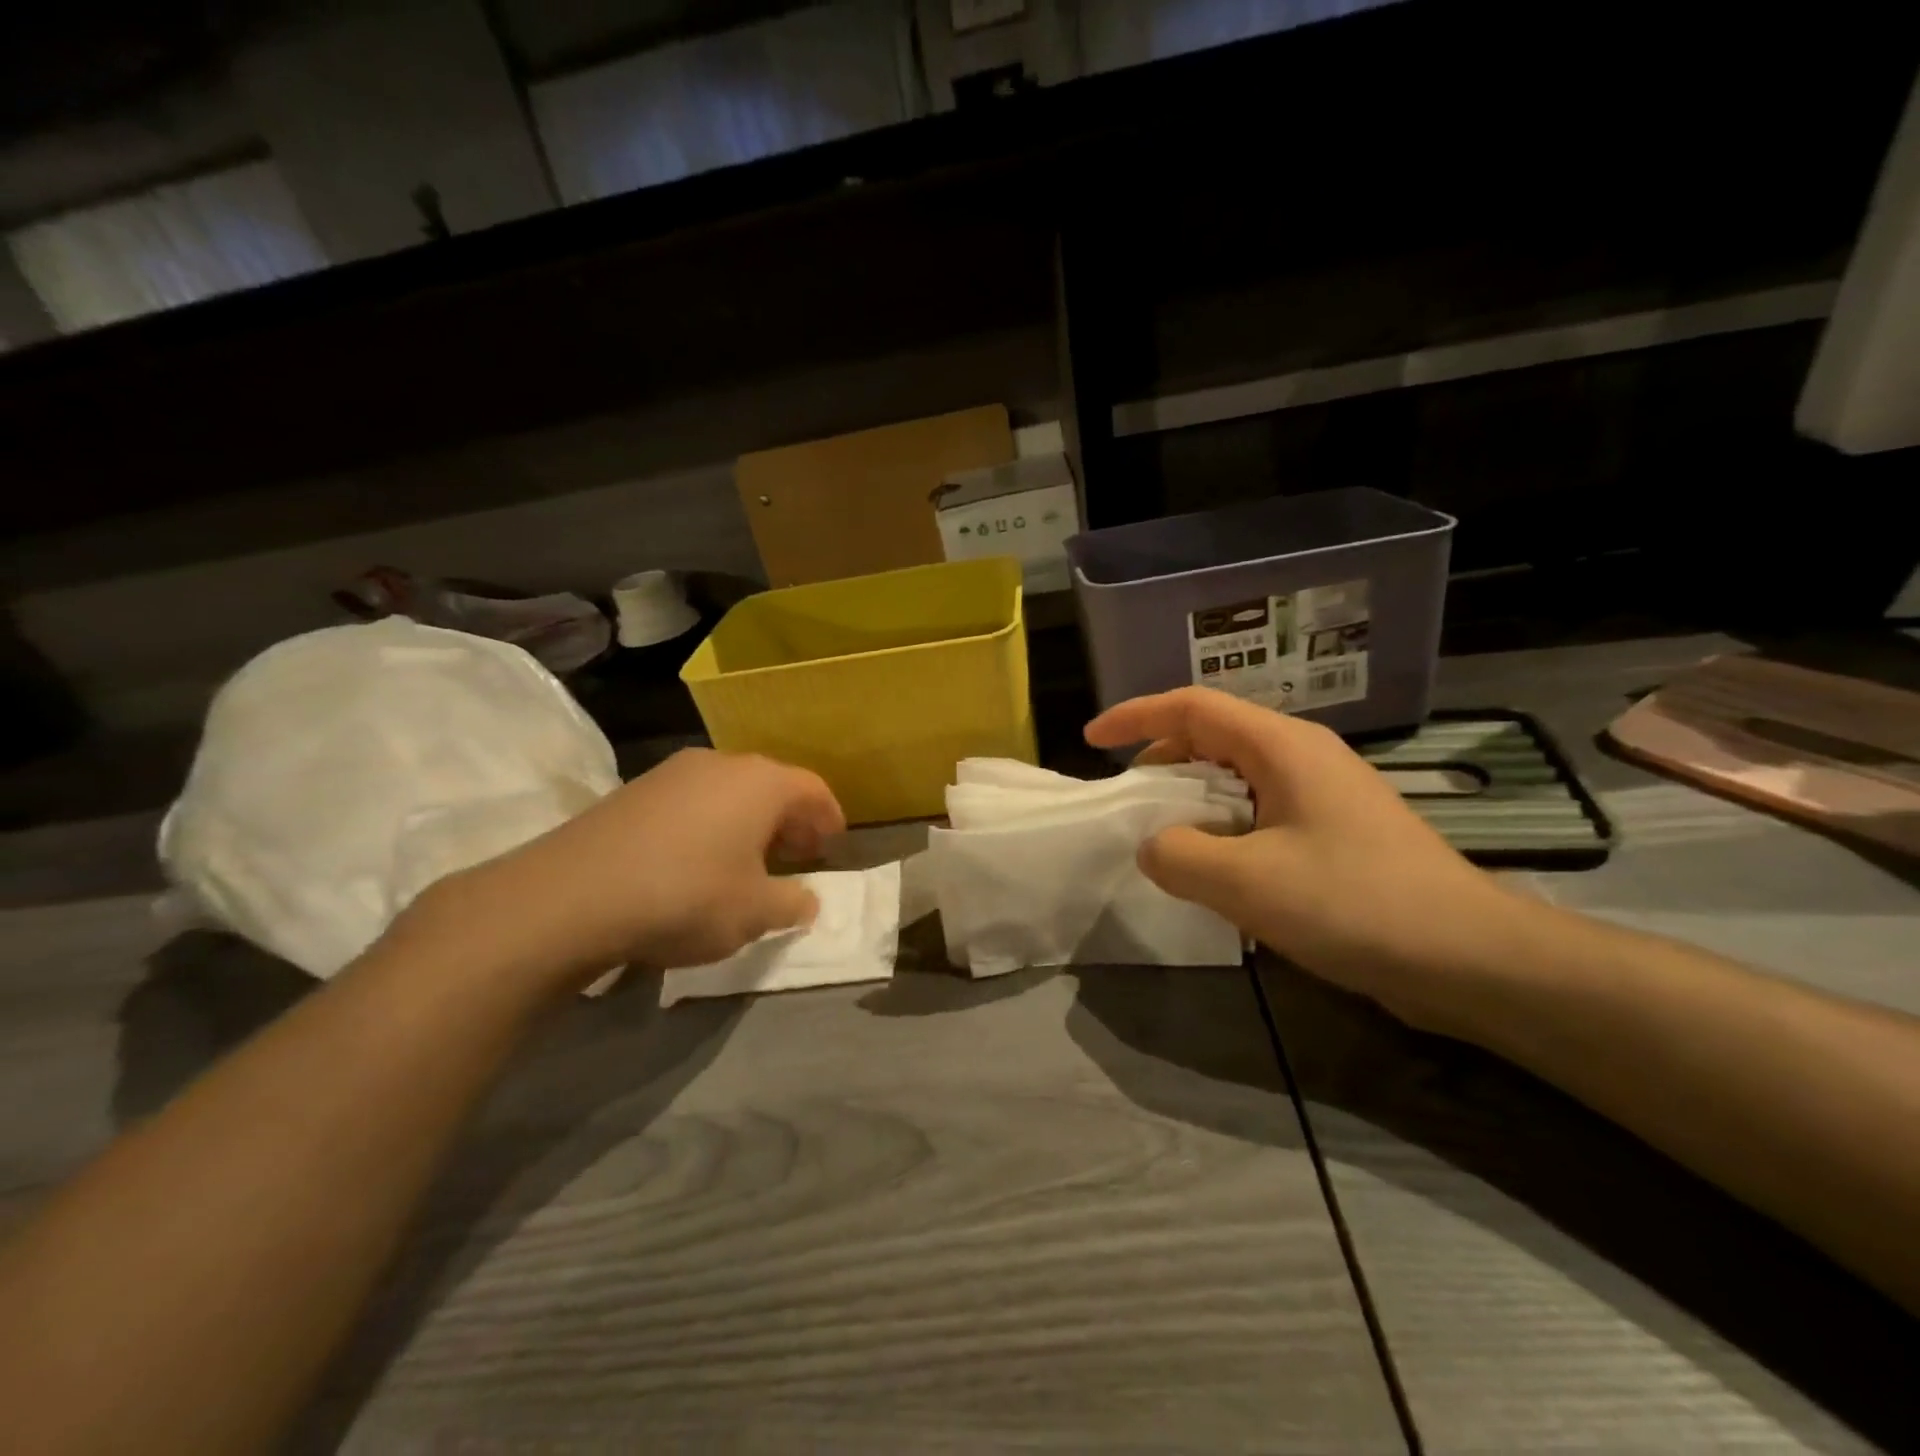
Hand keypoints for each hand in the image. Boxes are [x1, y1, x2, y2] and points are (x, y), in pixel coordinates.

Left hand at [408, 749, 845, 993]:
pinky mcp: (634, 791)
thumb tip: (807, 900)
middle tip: (796, 855)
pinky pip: (692, 801)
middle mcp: (721, 764)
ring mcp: (672, 772)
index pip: (812, 789)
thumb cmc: (685, 896)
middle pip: (771, 785)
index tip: (834, 844)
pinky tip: (697, 860)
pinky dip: (710, 823)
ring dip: (748, 821)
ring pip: (729, 791)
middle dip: (789, 820)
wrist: (570, 896)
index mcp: (760, 783)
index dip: (829, 817)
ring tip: (747, 860)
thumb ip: (792, 903)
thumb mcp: (753, 913)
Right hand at [1085, 688, 1529, 1025]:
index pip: (1191, 707)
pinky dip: (1222, 828)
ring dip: (1191, 800)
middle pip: (1212, 736)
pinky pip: (1259, 812)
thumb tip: (1152, 846)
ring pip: (1235, 778)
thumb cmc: (1356, 903)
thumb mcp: (1247, 882)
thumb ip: (1178, 856)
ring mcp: (1322, 794)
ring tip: (1164, 838)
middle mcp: (1302, 757)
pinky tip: (1216, 871)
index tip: (1091, 741)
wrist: (1470, 957)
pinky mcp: (1334, 833)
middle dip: (1160, 760)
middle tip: (1128, 800)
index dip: (1135, 716)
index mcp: (1281, 747)